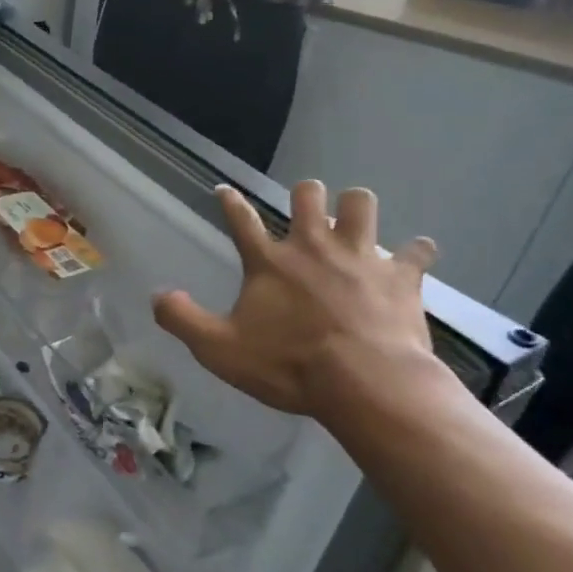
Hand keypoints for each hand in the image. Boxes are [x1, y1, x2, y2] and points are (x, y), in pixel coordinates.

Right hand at [153, 182, 439, 419]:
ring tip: (354, 220)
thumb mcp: (219, 349)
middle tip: (305, 207)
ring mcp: (360, 257)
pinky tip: (414, 256)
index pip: (241, 220)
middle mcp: (314, 246)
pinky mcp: (399, 276)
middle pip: (308, 196)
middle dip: (305, 194)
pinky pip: (416, 251)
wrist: (364, 383)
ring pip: (362, 204)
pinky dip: (414, 252)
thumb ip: (182, 319)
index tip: (224, 188)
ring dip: (357, 207)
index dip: (230, 202)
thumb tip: (156, 295)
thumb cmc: (288, 366)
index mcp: (270, 263)